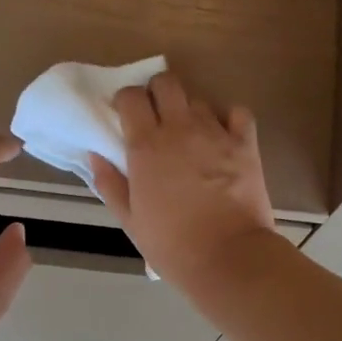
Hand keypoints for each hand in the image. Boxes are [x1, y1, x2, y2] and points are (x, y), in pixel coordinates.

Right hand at [90, 71, 277, 297]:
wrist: (228, 257)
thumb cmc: (172, 245)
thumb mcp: (131, 221)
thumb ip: (110, 184)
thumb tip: (96, 156)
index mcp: (146, 146)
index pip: (131, 97)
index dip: (126, 101)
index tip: (125, 117)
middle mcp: (180, 129)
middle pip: (166, 83)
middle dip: (157, 94)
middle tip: (157, 119)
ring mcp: (216, 133)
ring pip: (198, 100)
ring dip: (190, 112)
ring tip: (191, 137)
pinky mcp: (245, 144)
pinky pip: (237, 113)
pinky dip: (228, 119)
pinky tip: (223, 137)